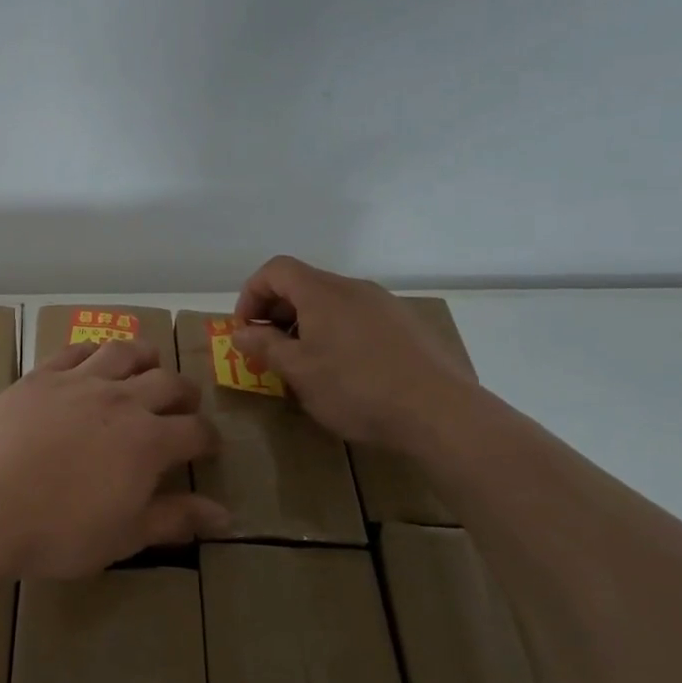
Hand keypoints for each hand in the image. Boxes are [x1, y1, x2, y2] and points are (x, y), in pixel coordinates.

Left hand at [0, 341, 227, 578]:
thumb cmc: (60, 532)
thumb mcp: (125, 536)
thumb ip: (176, 519)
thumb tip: (226, 516)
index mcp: (148, 441)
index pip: (195, 430)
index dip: (209, 438)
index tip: (209, 446)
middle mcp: (120, 400)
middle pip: (167, 382)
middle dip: (185, 393)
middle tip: (184, 405)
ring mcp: (78, 381)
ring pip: (123, 352)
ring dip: (145, 356)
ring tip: (148, 364)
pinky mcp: (41, 376)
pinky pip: (74, 350)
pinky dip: (93, 351)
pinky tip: (93, 360)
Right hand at [229, 255, 483, 448]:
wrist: (440, 412)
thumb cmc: (357, 388)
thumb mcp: (299, 372)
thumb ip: (265, 346)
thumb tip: (241, 332)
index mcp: (322, 292)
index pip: (275, 270)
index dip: (252, 293)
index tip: (246, 329)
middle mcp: (353, 288)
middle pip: (303, 283)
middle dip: (277, 312)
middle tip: (270, 350)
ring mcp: (384, 305)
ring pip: (332, 302)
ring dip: (307, 324)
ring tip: (305, 363)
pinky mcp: (406, 326)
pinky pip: (358, 318)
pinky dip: (337, 332)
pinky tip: (345, 370)